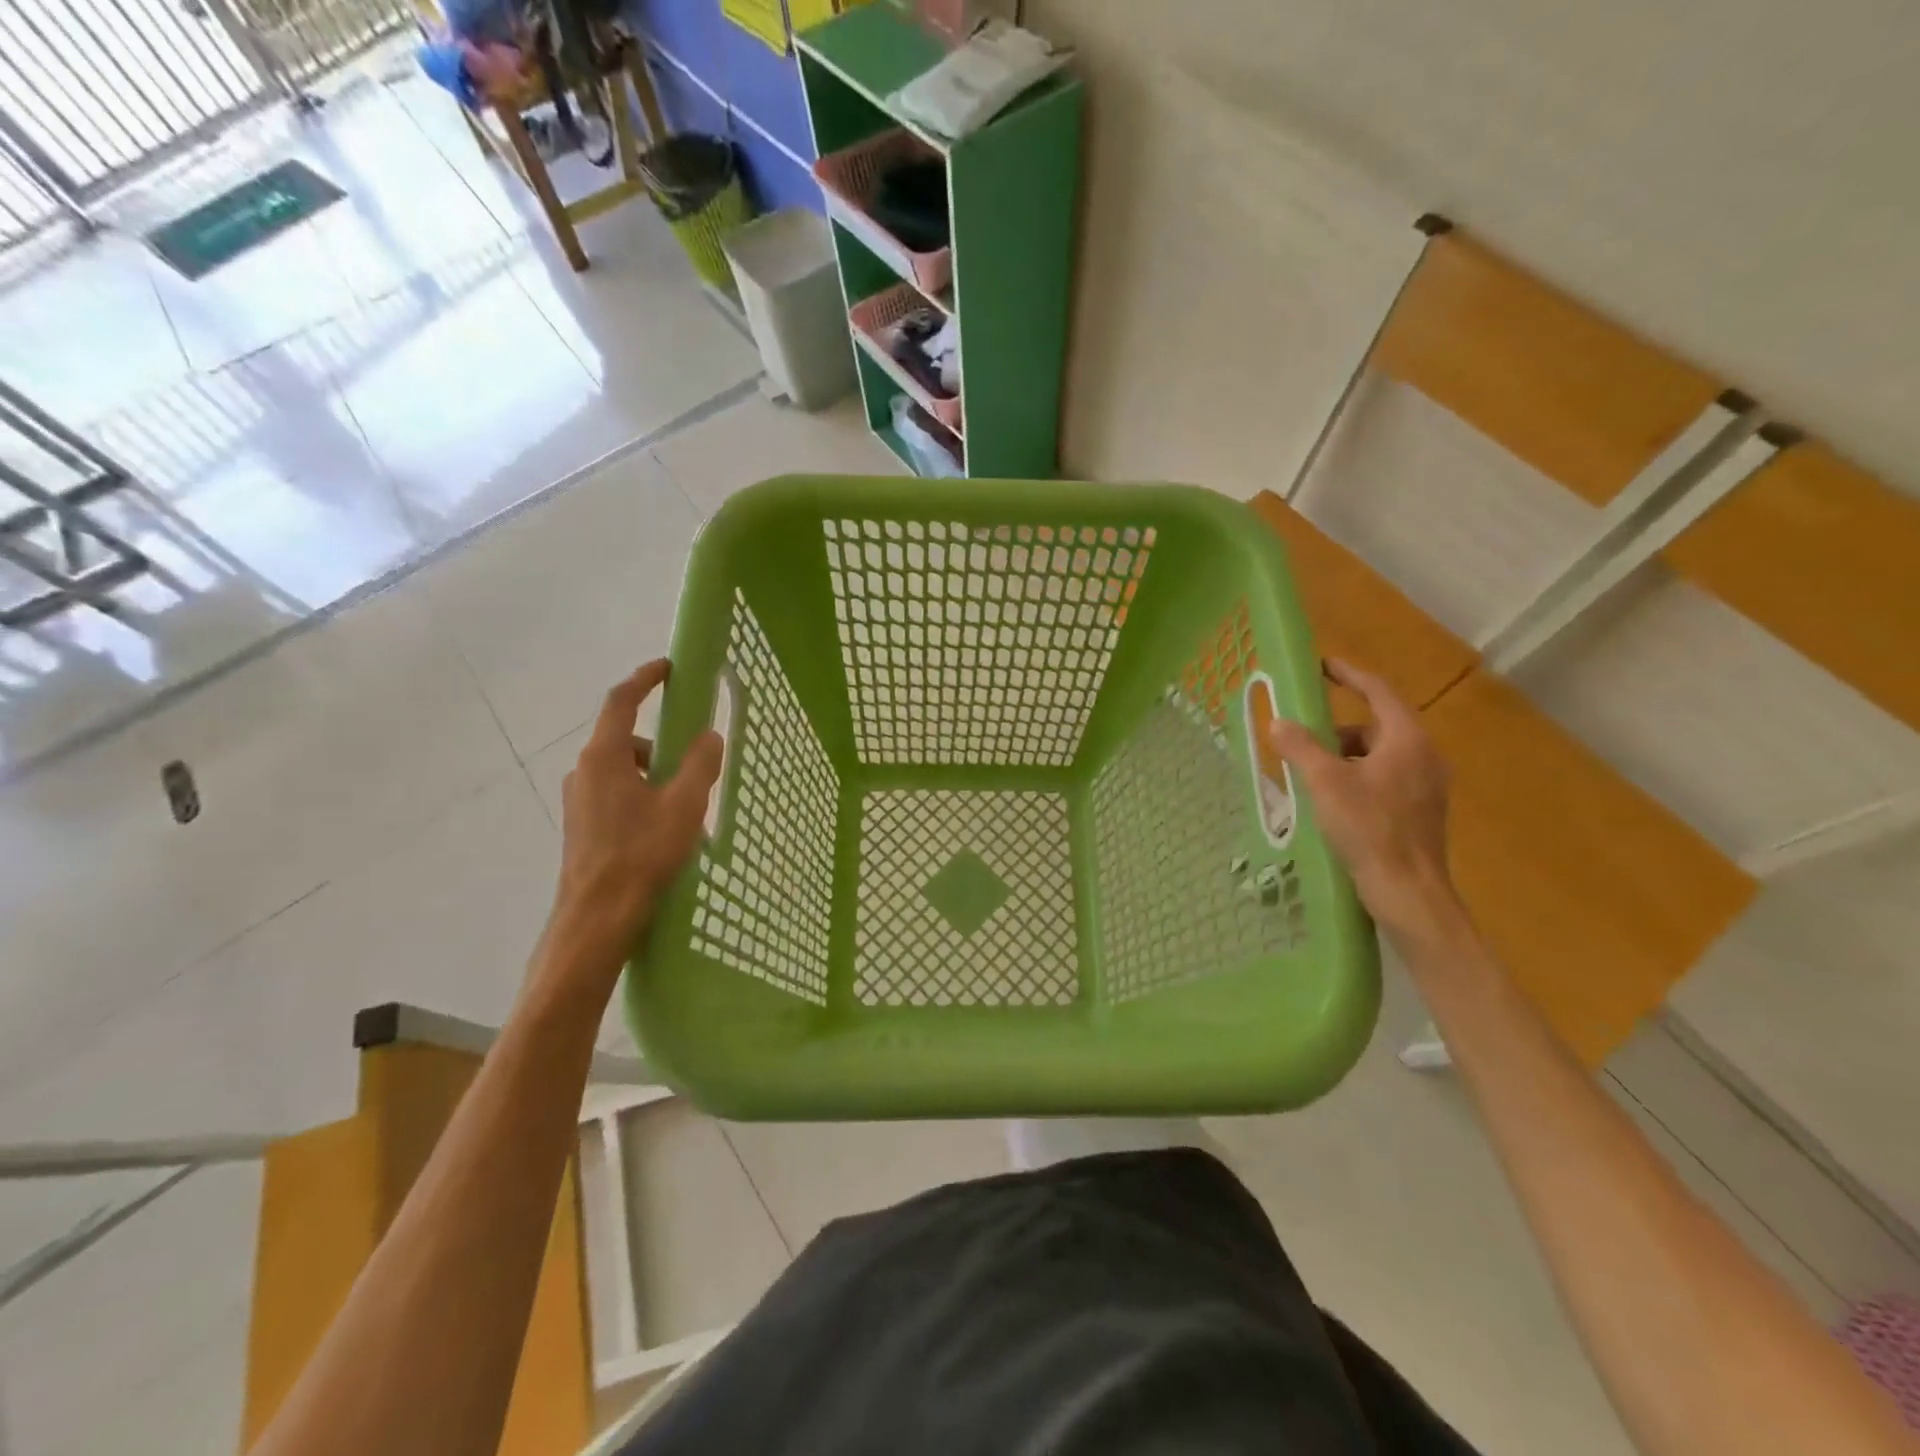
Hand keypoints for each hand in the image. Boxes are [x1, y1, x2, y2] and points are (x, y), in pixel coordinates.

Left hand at [545, 661, 723, 980]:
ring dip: (655, 776)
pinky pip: (617, 795)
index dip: (645, 679)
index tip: (668, 667)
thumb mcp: (684, 805)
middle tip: (695, 764)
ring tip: (686, 808)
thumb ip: (700, 765)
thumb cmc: (641, 854)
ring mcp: (579, 800)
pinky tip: (664, 830)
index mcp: (604, 757)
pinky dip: (643, 797)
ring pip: (623, 771)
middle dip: (662, 744)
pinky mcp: (582, 826)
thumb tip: (710, 736)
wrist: (597, 917)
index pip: (622, 701)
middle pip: (626, 739)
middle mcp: (584, 771)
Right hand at [1265, 658, 1457, 936]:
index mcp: (1407, 740)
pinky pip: (1384, 780)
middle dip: (1336, 731)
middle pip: (1375, 728)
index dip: (1348, 675)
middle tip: (1302, 742)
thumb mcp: (1326, 783)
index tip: (1322, 665)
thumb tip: (1279, 722)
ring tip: (1311, 780)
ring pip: (1378, 756)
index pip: (1378, 692)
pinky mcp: (1420, 812)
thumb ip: (1301, 747)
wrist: (1408, 892)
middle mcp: (1424, 756)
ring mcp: (1426, 786)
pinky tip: (1332, 804)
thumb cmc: (1369, 829)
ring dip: (1343, 759)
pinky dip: (1356, 779)